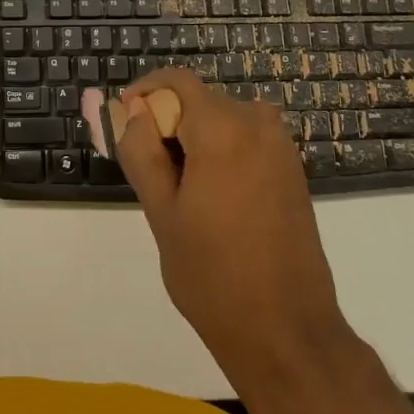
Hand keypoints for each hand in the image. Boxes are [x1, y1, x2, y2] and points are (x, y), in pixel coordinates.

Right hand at [115, 70, 354, 399]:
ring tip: (173, 190)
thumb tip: (132, 111)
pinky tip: (208, 197)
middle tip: (143, 169)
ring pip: (220, 120)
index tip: (120, 124)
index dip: (142, 95)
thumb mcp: (161, 211)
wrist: (287, 332)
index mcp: (224, 128)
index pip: (175, 82)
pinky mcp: (292, 169)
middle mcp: (258, 124)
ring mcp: (281, 146)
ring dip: (191, 138)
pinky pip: (244, 139)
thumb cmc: (213, 275)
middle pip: (198, 100)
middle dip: (166, 122)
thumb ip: (140, 150)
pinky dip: (218, 150)